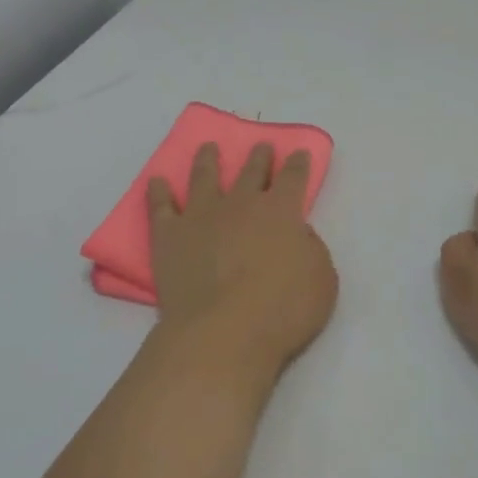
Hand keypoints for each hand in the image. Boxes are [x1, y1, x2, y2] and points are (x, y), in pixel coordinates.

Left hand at [148, 142, 337, 384]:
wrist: (223, 332)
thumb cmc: (282, 310)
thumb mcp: (321, 279)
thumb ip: (310, 248)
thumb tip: (297, 233)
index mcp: (282, 211)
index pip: (293, 177)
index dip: (297, 163)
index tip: (297, 153)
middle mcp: (241, 203)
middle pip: (251, 171)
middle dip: (258, 157)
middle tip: (260, 146)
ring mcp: (201, 215)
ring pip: (204, 177)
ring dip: (208, 160)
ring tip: (208, 148)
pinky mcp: (169, 235)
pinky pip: (160, 206)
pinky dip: (158, 192)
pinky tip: (156, 181)